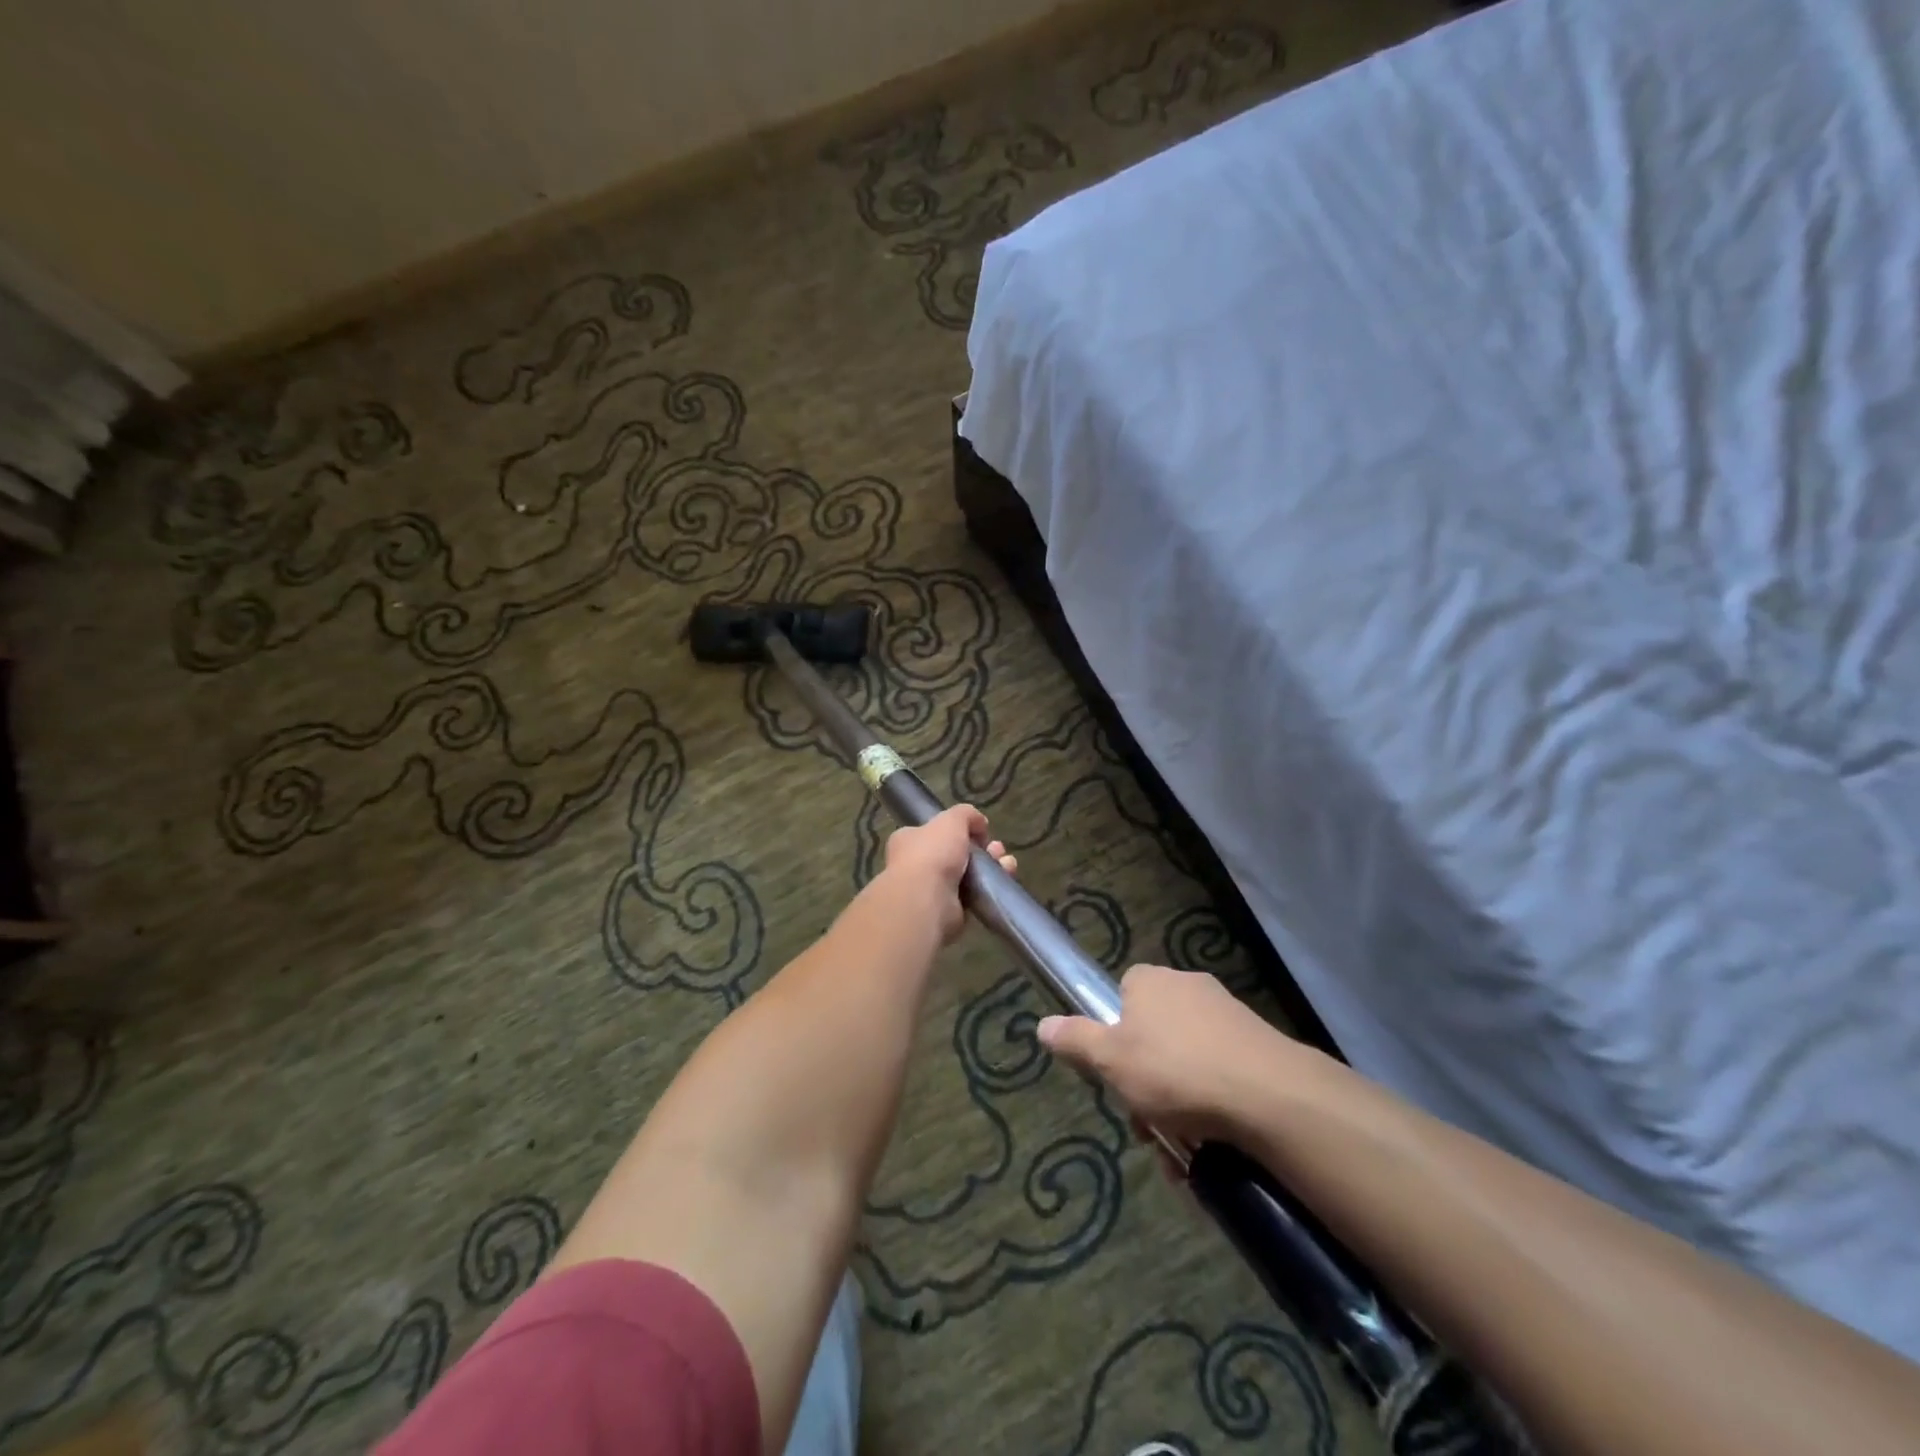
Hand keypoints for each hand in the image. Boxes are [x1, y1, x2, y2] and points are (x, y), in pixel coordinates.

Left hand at [881, 803, 1014, 943]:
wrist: (927, 901)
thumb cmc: (932, 854)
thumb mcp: (951, 820)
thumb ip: (966, 814)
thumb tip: (979, 824)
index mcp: (908, 840)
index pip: (934, 832)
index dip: (958, 830)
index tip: (979, 831)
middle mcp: (917, 865)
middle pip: (956, 853)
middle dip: (981, 849)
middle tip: (997, 848)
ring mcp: (933, 890)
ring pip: (968, 874)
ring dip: (990, 866)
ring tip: (1006, 863)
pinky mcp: (949, 911)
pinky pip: (974, 895)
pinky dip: (990, 887)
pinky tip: (1006, 878)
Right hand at [1038, 964, 1283, 1143]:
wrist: (1270, 1095)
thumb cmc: (1175, 1070)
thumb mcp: (1111, 1061)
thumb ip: (1075, 1040)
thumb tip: (1041, 1025)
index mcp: (1150, 980)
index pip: (1121, 996)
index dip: (1112, 1036)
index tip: (1114, 1075)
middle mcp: (1187, 986)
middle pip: (1152, 1035)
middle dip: (1143, 1083)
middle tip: (1145, 1126)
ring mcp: (1227, 1014)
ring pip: (1185, 1061)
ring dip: (1175, 1104)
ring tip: (1178, 1152)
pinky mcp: (1257, 1044)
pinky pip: (1219, 1074)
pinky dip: (1209, 1106)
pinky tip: (1208, 1147)